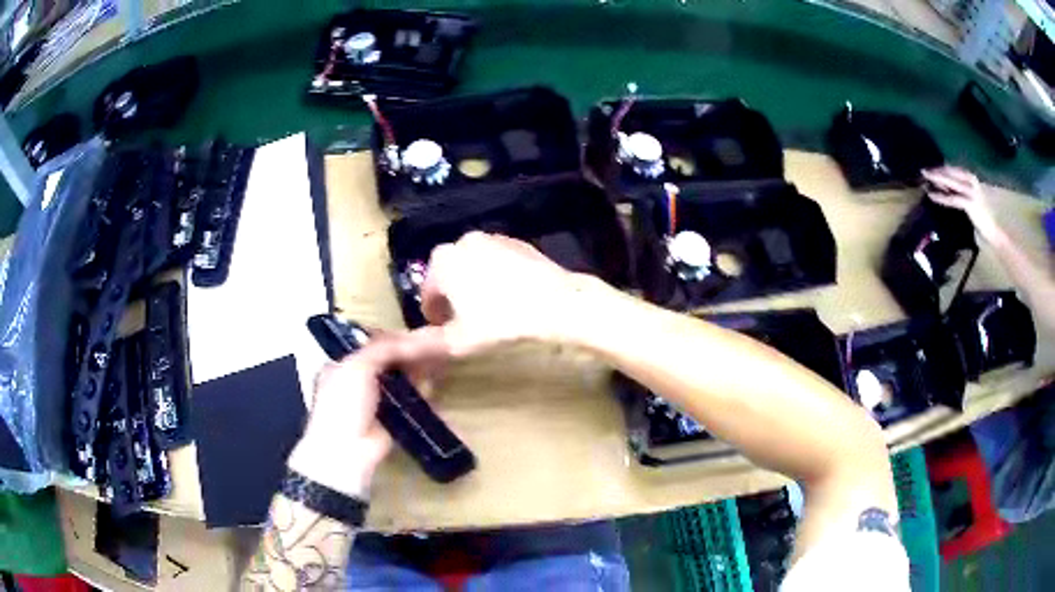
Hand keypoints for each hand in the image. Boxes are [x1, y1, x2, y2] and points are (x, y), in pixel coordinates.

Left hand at [287, 327, 449, 496]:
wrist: (346, 451)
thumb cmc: (345, 404)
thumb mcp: (357, 367)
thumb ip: (383, 348)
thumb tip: (410, 338)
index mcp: (343, 364)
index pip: (373, 344)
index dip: (396, 338)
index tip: (420, 332)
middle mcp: (359, 380)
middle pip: (390, 361)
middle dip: (412, 354)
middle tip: (437, 344)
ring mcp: (376, 401)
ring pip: (402, 380)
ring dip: (419, 371)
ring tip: (440, 360)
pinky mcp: (393, 419)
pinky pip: (410, 401)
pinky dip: (422, 393)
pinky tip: (433, 385)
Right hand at [420, 232, 600, 354]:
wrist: (560, 305)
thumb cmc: (501, 322)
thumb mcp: (456, 341)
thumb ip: (419, 346)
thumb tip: (390, 352)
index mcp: (442, 261)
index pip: (428, 294)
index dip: (436, 318)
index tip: (449, 334)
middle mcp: (464, 241)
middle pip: (450, 276)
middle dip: (455, 299)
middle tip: (470, 325)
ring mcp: (495, 238)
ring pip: (474, 267)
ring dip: (476, 287)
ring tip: (493, 313)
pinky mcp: (520, 243)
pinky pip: (499, 262)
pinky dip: (498, 277)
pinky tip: (514, 298)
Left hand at [922, 166, 1005, 244]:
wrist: (992, 232)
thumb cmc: (980, 217)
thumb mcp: (967, 199)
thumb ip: (957, 190)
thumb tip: (941, 184)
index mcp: (971, 178)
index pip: (953, 169)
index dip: (941, 168)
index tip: (930, 168)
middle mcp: (972, 181)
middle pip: (951, 173)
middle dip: (937, 171)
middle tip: (923, 170)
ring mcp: (971, 192)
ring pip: (951, 182)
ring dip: (937, 179)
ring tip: (925, 177)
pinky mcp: (970, 204)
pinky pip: (953, 199)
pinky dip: (942, 197)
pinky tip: (932, 195)